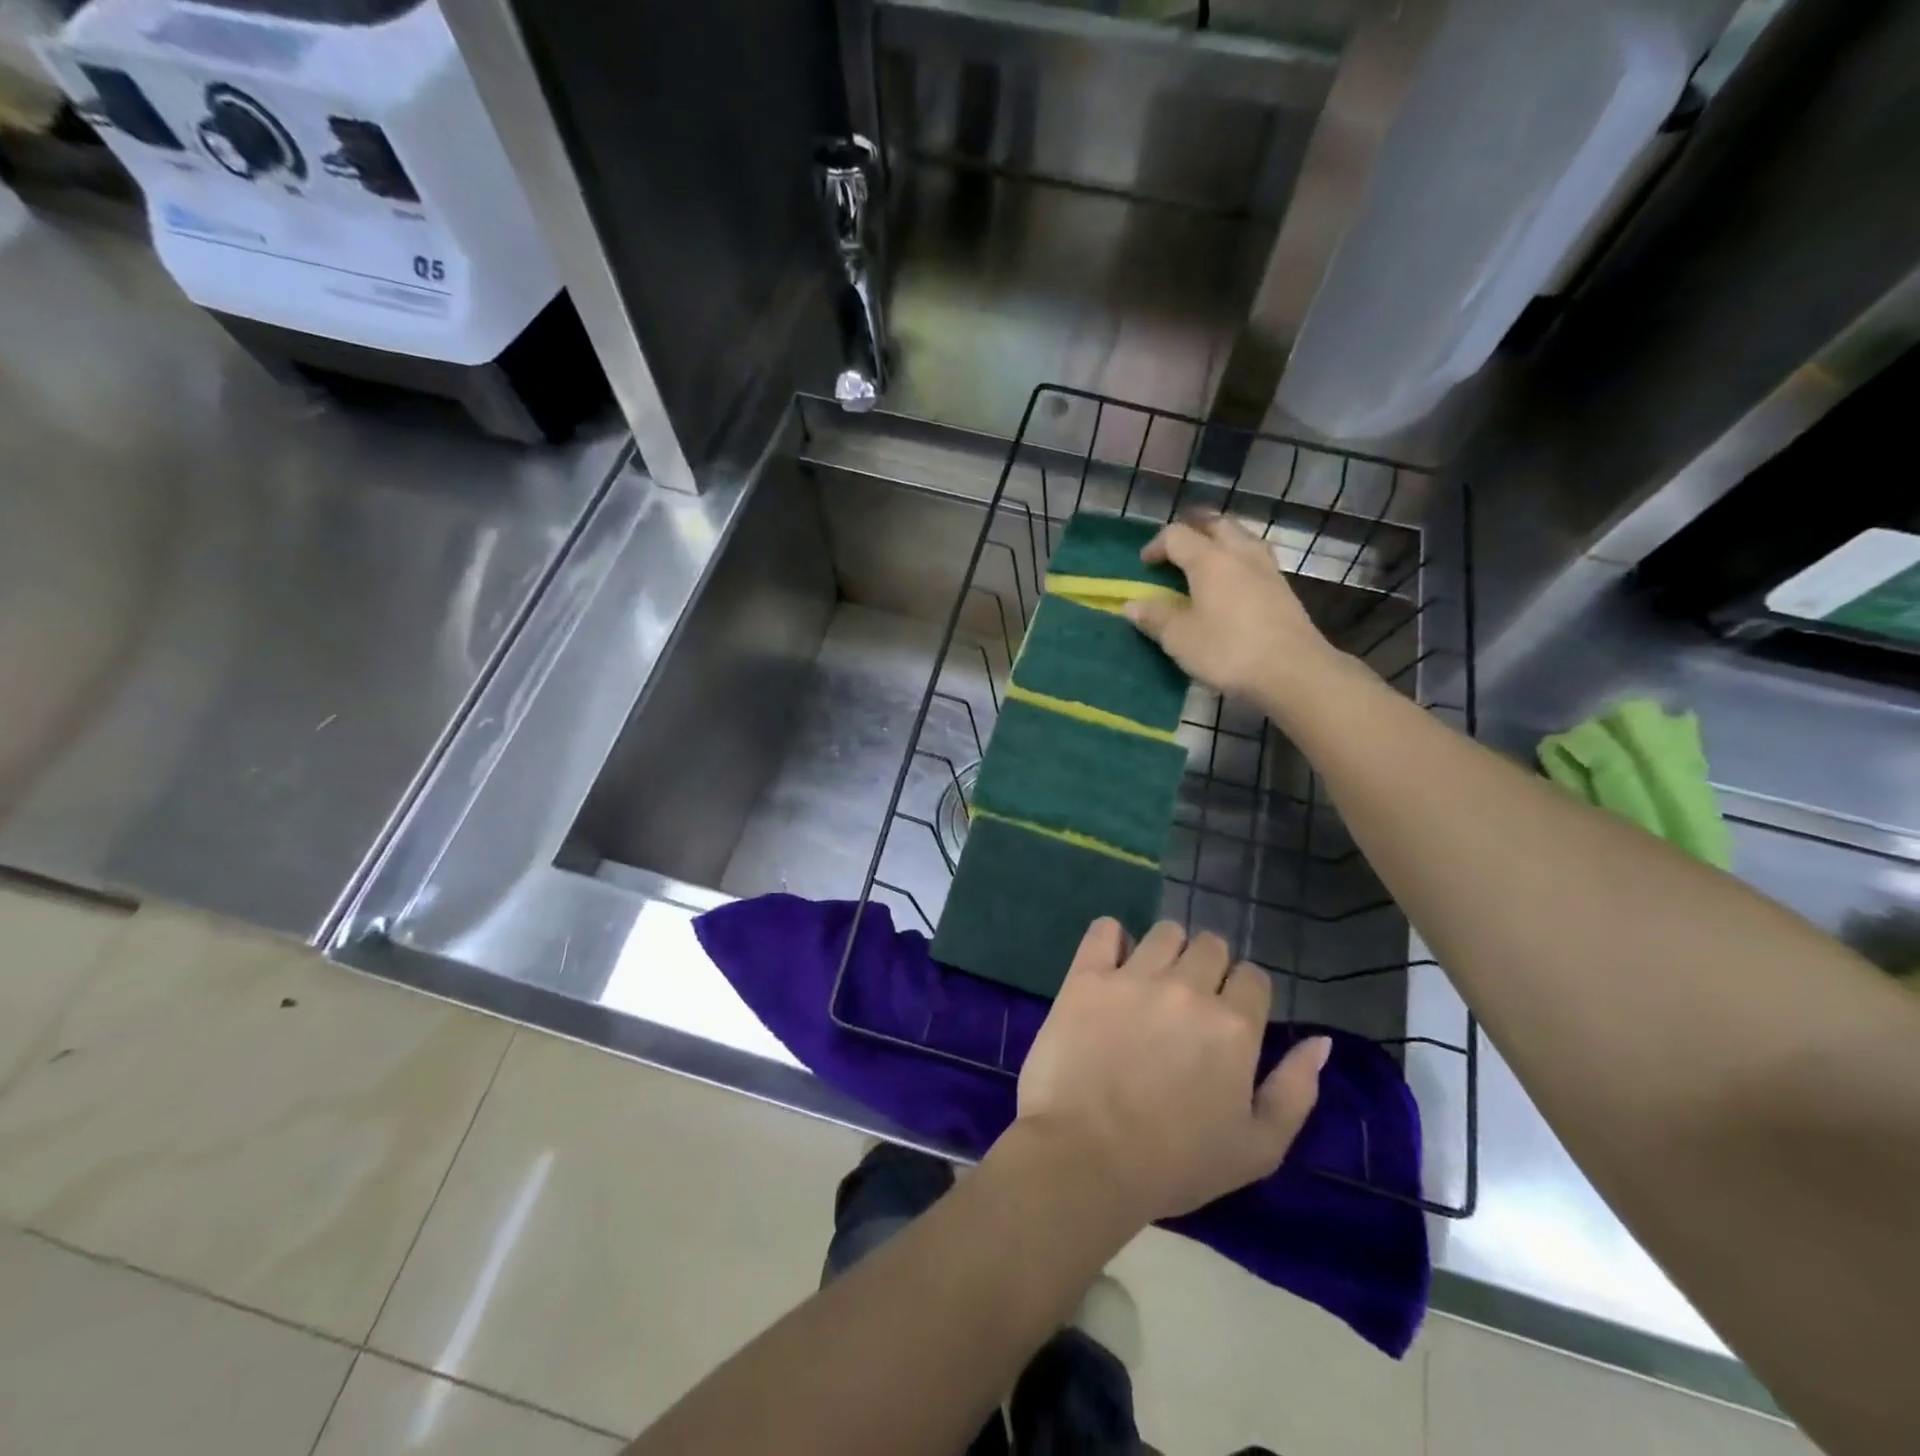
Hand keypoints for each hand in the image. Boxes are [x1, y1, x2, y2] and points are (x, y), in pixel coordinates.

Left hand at [1014, 918, 1331, 1222]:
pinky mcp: (1087, 975)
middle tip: (1188, 1004)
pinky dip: (1112, 939)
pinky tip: (1112, 966)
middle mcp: (1188, 988)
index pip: (1253, 977)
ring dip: (1167, 951)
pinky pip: (1105, 929)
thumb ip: (1295, 1089)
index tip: (1227, 1018)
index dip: (1244, 995)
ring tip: (1151, 983)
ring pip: (1165, 932)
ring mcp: (1134, 977)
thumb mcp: (1258, 1148)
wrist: (1084, 1158)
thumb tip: (1321, 1041)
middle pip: (1212, 945)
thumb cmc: (1174, 1164)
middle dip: (1208, 968)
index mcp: (1233, 1026)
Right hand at [1124, 513, 1343, 713]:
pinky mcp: (1283, 588)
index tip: (1144, 565)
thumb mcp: (1180, 638)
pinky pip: (1255, 557)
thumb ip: (1155, 617)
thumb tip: (1131, 605)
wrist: (1292, 670)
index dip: (1156, 546)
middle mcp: (1240, 553)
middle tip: (1176, 549)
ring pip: (1241, 537)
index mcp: (1209, 559)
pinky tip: (1233, 582)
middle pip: (1216, 524)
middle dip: (1193, 530)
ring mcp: (1266, 568)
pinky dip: (1238, 559)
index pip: (1177, 535)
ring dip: (1220, 540)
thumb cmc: (1228, 650)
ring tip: (1206, 560)